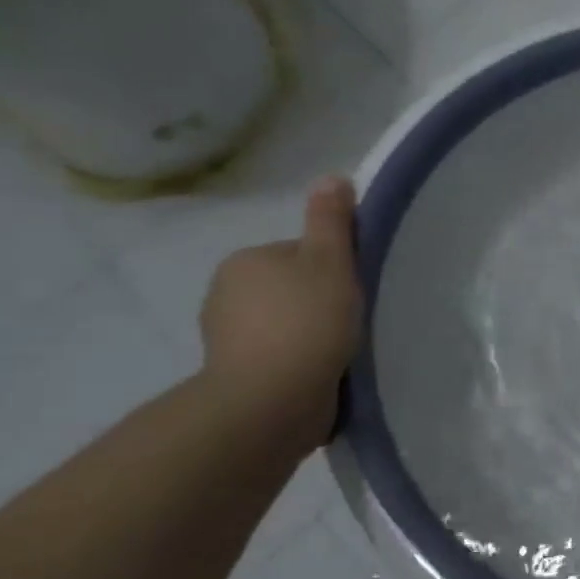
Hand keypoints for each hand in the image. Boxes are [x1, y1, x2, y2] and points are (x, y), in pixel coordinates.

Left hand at [199, 176, 362, 450]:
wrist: (271, 401)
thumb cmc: (306, 323)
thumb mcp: (330, 262)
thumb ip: (331, 222)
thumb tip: (332, 177)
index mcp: (246, 261)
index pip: (300, 254)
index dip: (334, 270)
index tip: (354, 292)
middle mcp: (225, 294)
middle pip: (291, 289)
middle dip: (319, 304)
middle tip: (352, 324)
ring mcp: (226, 339)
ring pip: (284, 325)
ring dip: (309, 336)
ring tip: (339, 355)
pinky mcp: (235, 376)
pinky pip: (277, 358)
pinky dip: (298, 364)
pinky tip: (321, 376)